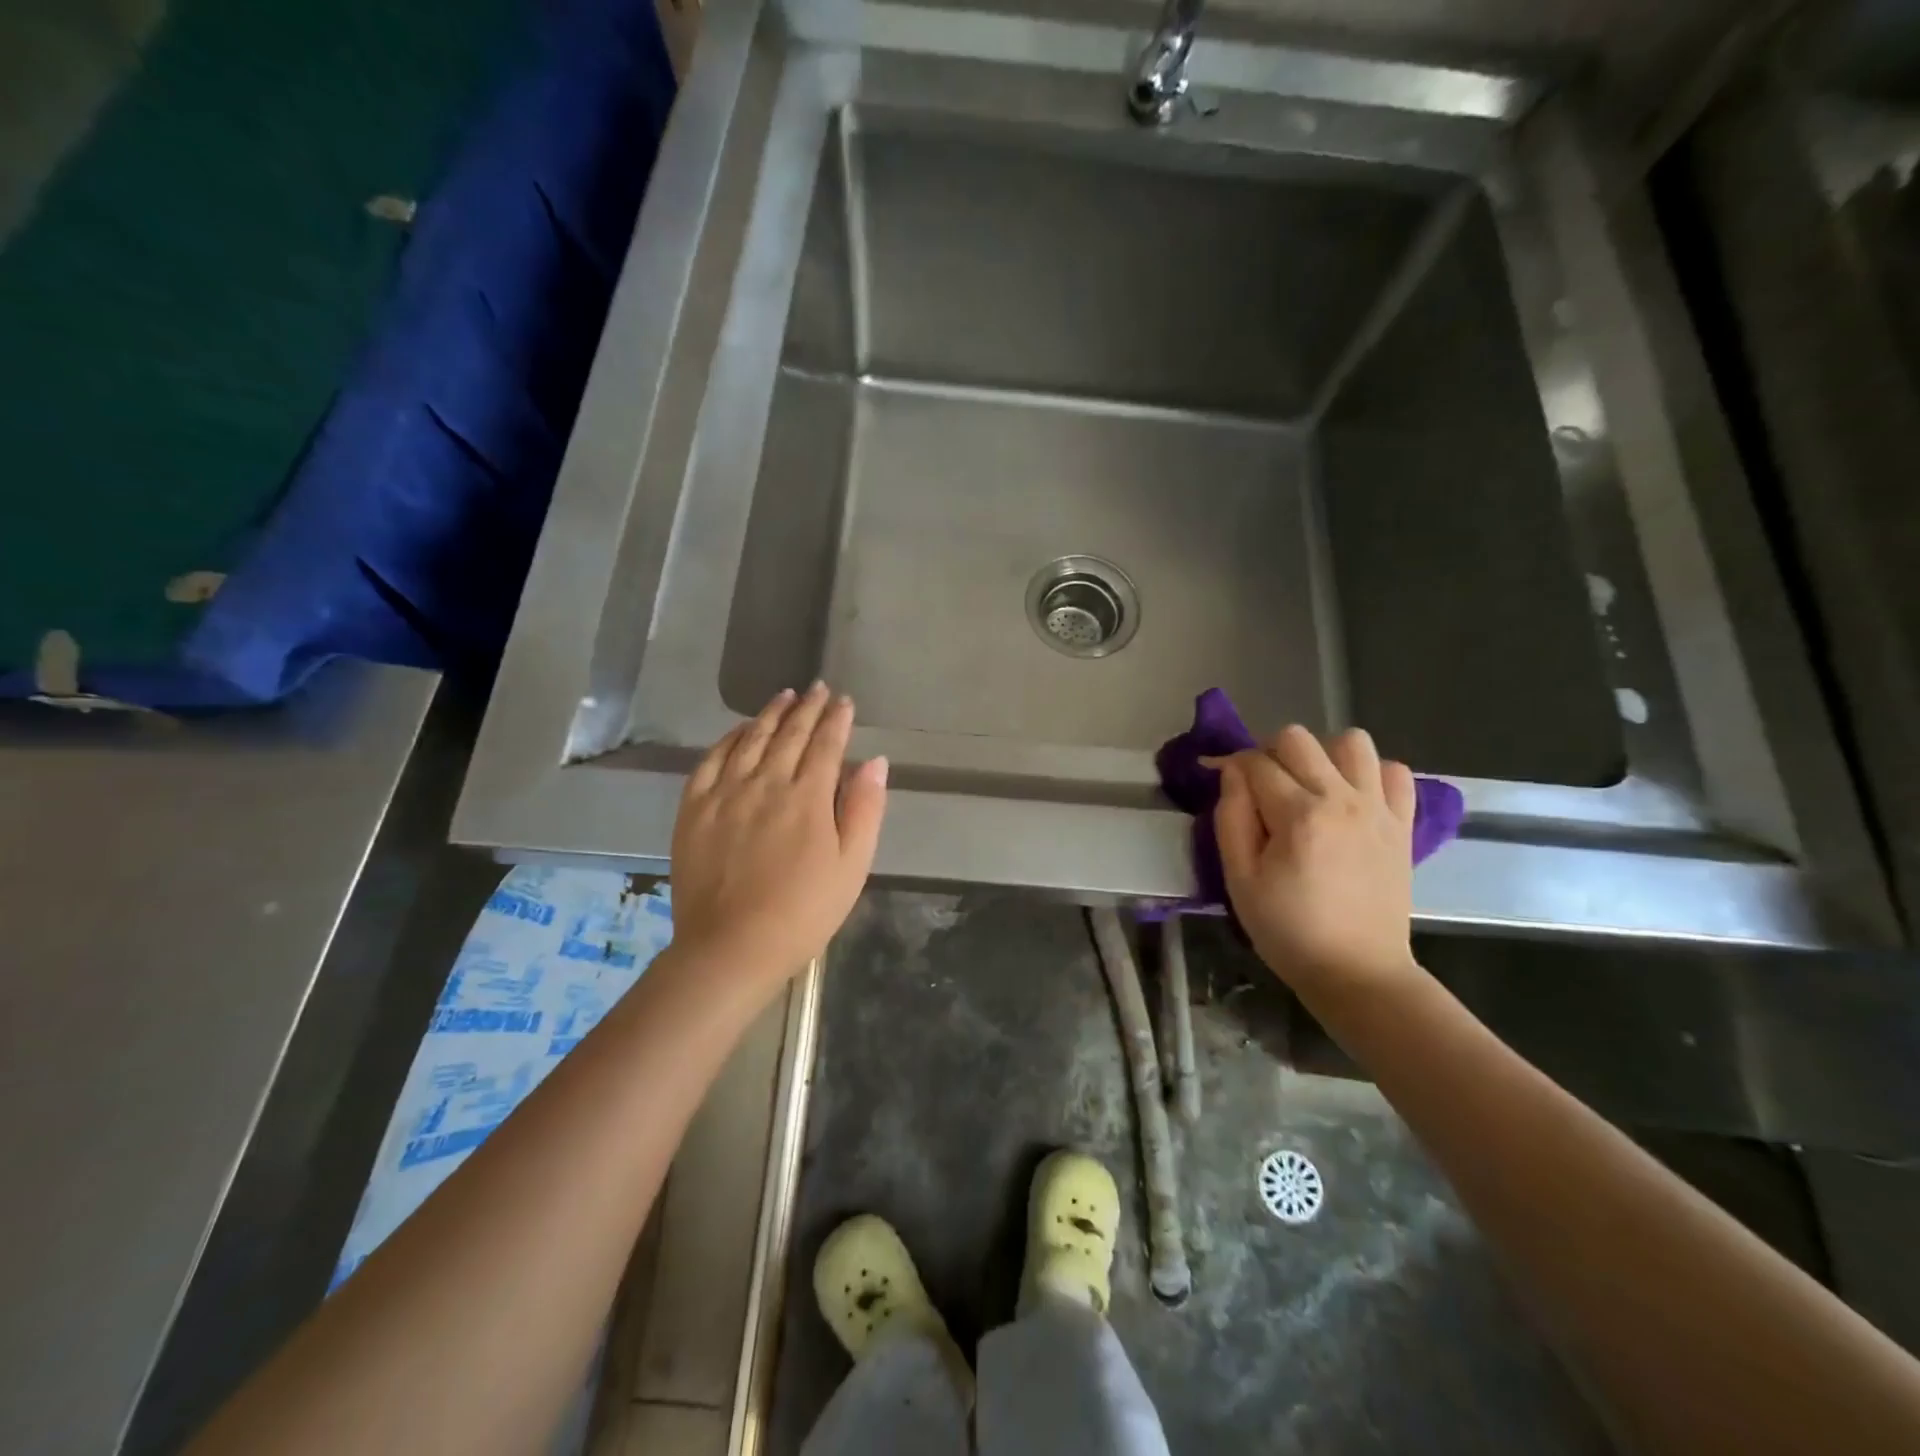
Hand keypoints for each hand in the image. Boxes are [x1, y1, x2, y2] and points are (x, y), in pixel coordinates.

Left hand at [669, 683, 887, 986]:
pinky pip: (711, 760)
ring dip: (770, 714)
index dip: (837, 720)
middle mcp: (767, 782)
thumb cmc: (804, 911)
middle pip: (790, 734)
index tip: (844, 701)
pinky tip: (739, 730)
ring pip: (751, 739)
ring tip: (785, 696)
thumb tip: (876, 761)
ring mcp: (726, 793)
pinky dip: (728, 738)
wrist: (732, 946)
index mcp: (808, 797)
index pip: (827, 744)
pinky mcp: (695, 808)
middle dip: (808, 708)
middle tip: (818, 688)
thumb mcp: (852, 865)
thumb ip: (865, 808)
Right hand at [1210, 725, 1421, 1000]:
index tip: (1221, 781)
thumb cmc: (1288, 930)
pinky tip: (1352, 798)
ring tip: (1310, 786)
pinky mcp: (1403, 824)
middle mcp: (1342, 799)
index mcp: (1298, 815)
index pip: (1255, 762)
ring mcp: (1378, 809)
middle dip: (1269, 753)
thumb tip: (1231, 774)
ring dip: (1323, 754)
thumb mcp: (1239, 880)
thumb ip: (1231, 819)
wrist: (1357, 972)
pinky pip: (1395, 771)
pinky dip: (1371, 773)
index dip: (1230, 766)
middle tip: (1262, 787)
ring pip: (1352, 741)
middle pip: (1298, 738)